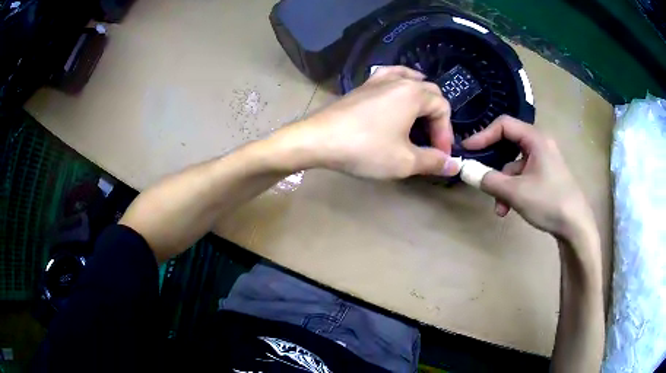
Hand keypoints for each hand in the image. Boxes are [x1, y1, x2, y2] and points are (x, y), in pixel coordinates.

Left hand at [279, 66, 456, 178]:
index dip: (446, 133)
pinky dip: (401, 84)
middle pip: (430, 92)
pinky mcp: (363, 86)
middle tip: (432, 142)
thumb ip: (433, 161)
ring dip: (422, 98)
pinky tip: (397, 95)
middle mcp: (398, 80)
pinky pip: (390, 77)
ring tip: (422, 115)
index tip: (440, 156)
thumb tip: (454, 165)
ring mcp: (378, 79)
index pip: (442, 108)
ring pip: (410, 80)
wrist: (318, 140)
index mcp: (413, 93)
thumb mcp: (404, 161)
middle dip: (437, 118)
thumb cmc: (365, 149)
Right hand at [463, 115, 596, 240]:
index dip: (483, 135)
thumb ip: (488, 180)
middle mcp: (540, 145)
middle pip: (508, 145)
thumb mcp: (516, 192)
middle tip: (479, 175)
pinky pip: (523, 177)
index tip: (467, 150)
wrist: (576, 226)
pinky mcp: (546, 176)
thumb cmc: (548, 202)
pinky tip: (510, 209)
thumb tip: (465, 171)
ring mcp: (544, 161)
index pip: (504, 125)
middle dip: (493, 165)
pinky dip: (513, 190)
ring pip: (515, 166)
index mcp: (536, 139)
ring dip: (503, 185)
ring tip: (500, 208)